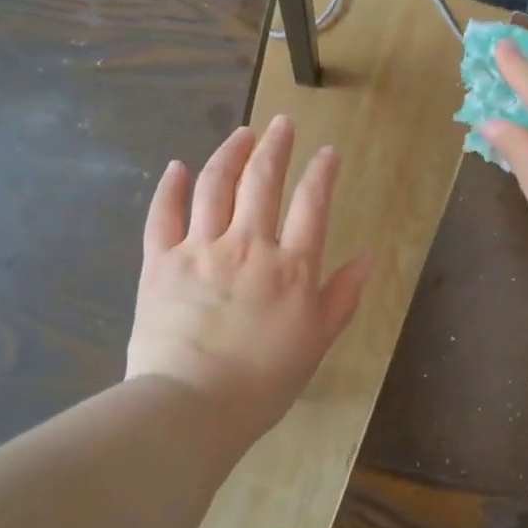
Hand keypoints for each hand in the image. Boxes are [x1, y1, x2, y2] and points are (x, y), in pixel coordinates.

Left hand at [127, 116, 369, 444]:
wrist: (192, 405)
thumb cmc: (263, 382)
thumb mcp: (316, 342)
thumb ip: (342, 297)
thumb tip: (367, 258)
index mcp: (291, 267)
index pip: (313, 204)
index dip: (322, 173)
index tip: (327, 152)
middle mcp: (248, 245)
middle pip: (263, 181)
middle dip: (276, 146)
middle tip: (282, 123)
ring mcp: (200, 249)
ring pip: (214, 185)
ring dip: (229, 153)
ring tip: (241, 133)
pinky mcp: (160, 261)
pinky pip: (163, 214)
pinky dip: (170, 186)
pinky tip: (178, 166)